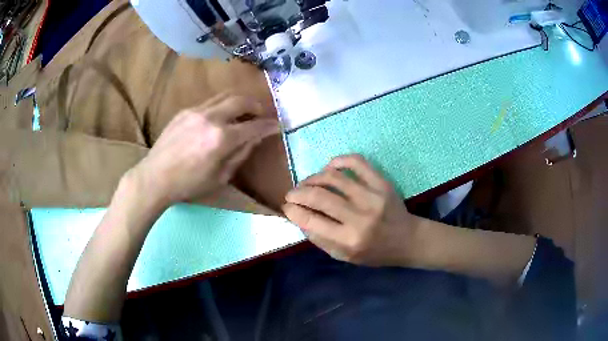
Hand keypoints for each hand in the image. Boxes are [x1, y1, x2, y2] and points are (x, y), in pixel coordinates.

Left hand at [130, 94, 278, 208]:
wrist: (155, 177)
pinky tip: (219, 118)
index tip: (277, 125)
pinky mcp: (185, 111)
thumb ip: (240, 154)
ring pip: (225, 96)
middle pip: (241, 100)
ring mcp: (196, 111)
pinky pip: (209, 103)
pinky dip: (221, 106)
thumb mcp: (220, 177)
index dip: (268, 125)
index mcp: (221, 139)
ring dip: (239, 101)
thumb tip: (255, 139)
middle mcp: (211, 118)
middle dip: (256, 105)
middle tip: (261, 114)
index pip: (253, 126)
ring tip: (244, 111)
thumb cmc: (189, 184)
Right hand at [283, 154, 422, 266]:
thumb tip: (299, 218)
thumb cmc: (374, 253)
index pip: (311, 221)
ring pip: (334, 177)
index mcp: (349, 240)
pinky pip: (357, 162)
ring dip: (313, 178)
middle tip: (291, 194)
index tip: (286, 207)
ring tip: (307, 183)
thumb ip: (320, 240)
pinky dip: (338, 161)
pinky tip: (330, 167)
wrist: (406, 240)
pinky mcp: (382, 183)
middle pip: (319, 196)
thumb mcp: (344, 257)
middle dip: (298, 193)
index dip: (293, 211)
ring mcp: (372, 197)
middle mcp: (360, 217)